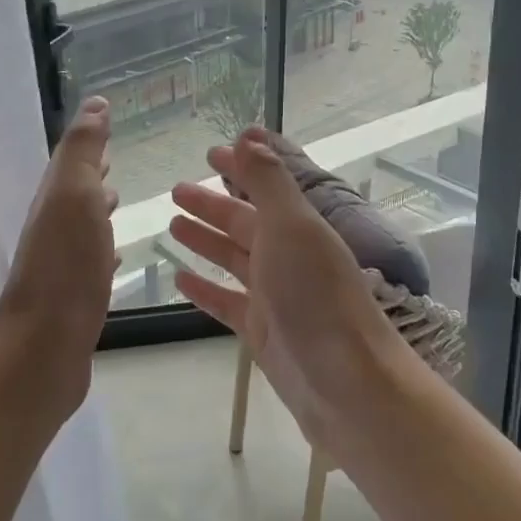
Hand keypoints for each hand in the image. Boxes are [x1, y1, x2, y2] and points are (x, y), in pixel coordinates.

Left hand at [0, 96, 118, 415]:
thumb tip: (94, 103)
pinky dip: (103, 252)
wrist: (45, 347)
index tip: (109, 126)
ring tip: (119, 202)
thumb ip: (83, 150)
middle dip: (93, 176)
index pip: (71, 163)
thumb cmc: (66, 265)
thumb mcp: (74, 194)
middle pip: (74, 195)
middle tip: (116, 163)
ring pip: (82, 228)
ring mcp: (62, 267)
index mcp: (54, 202)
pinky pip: (91, 264)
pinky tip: (115, 260)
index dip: (88, 145)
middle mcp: (53, 231)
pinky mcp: (75, 300)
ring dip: (97, 212)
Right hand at [169, 128, 410, 451]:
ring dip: (205, 241)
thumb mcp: (293, 228)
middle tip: (175, 190)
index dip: (239, 168)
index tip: (209, 152)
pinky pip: (226, 302)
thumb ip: (268, 182)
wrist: (347, 385)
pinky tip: (180, 279)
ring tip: (173, 225)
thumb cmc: (317, 297)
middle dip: (212, 204)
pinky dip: (205, 288)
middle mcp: (287, 256)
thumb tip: (249, 135)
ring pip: (232, 259)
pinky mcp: (261, 332)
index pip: (264, 187)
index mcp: (298, 227)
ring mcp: (274, 295)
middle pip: (243, 222)